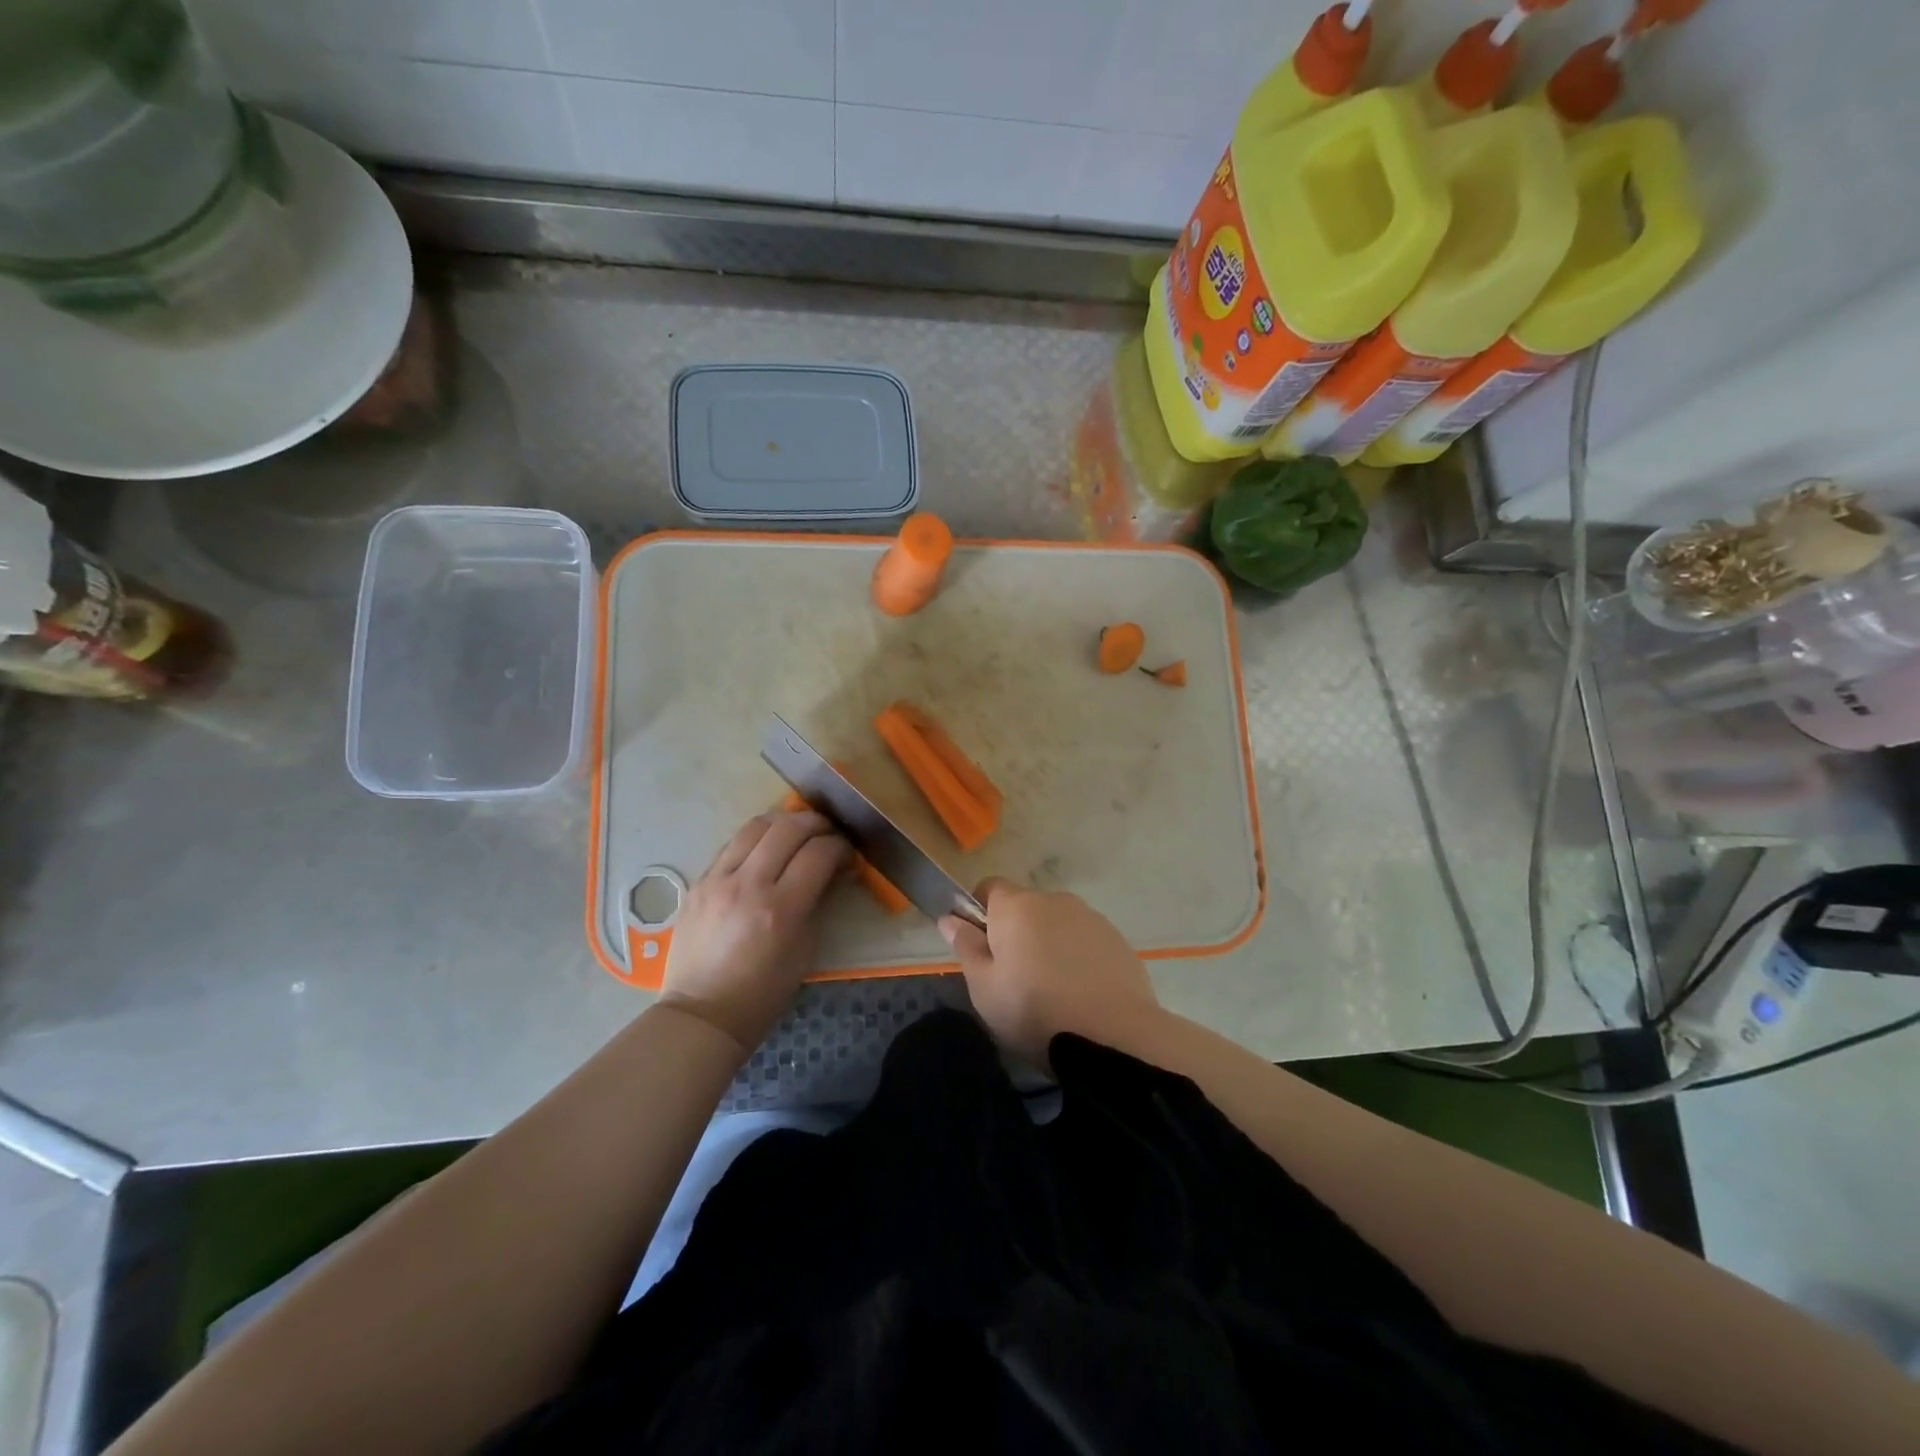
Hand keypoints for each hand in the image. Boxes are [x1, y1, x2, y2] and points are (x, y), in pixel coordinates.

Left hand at [659, 811, 850, 1055]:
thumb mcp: (805, 949)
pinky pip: (732, 844)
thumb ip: (817, 902)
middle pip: (789, 828)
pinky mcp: (698, 881)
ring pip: (756, 825)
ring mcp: (718, 879)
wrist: (702, 1013)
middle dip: (817, 824)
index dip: (840, 847)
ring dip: (784, 822)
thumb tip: (831, 870)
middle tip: (828, 833)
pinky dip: (756, 839)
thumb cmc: (763, 992)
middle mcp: (748, 884)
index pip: (819, 853)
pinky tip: (765, 849)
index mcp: (781, 908)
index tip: (847, 855)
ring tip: (797, 831)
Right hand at [939, 879, 1159, 1065]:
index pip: (989, 887)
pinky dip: (1079, 958)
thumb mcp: (984, 987)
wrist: (1112, 1035)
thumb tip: (950, 918)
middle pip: (1025, 907)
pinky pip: (1086, 941)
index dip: (980, 912)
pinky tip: (1081, 994)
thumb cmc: (1034, 1009)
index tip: (980, 946)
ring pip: (1058, 924)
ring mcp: (1091, 918)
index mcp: (1016, 906)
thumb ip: (966, 947)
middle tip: (1013, 977)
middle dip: (1016, 932)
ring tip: (1052, 990)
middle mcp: (1054, 900)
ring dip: (1050, 944)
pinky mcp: (1118, 940)